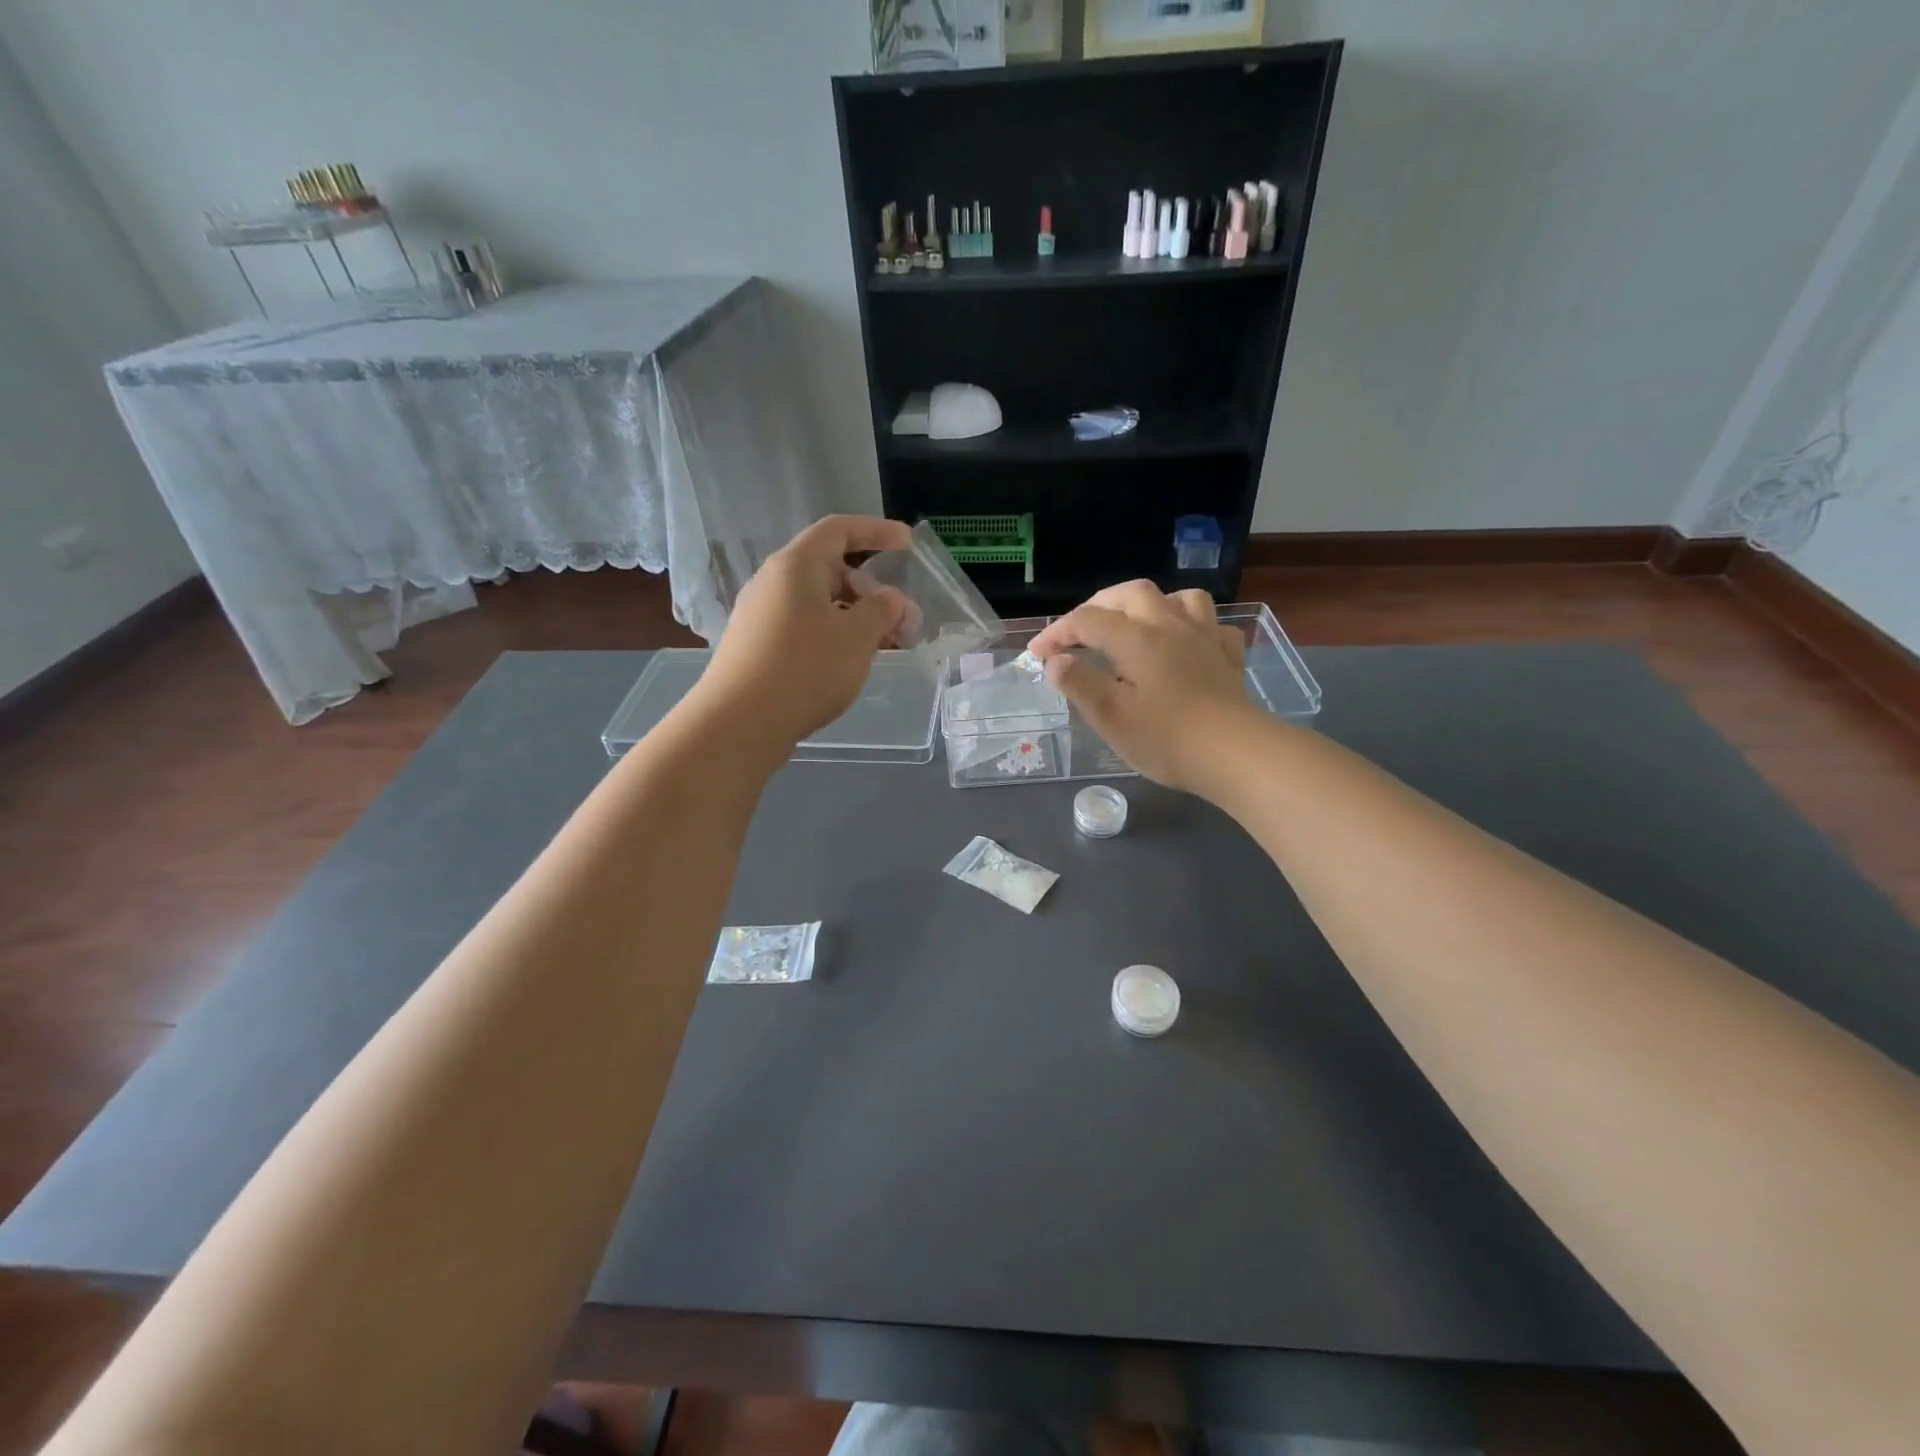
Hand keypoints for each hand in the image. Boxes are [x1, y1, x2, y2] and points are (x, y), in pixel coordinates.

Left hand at [697, 515, 912, 750]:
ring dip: (856, 617)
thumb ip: (882, 610)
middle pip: (830, 570)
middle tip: (904, 619)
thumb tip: (891, 599)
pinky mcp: (757, 647)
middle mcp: (773, 583)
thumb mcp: (856, 637)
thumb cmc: (804, 669)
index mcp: (795, 566)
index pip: (839, 530)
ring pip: (819, 604)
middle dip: (872, 589)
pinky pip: (804, 628)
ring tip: (884, 646)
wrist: (739, 724)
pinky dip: (834, 636)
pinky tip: (850, 663)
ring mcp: (761, 616)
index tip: (907, 544)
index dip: (876, 531)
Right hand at [1028, 580, 1251, 791]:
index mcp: (1136, 638)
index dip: (1057, 632)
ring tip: (1136, 625)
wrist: (1235, 754)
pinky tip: (1186, 645)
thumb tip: (1056, 660)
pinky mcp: (1228, 657)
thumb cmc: (1165, 738)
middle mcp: (1170, 625)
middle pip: (1131, 594)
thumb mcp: (1110, 716)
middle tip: (1079, 631)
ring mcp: (1204, 638)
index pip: (1087, 620)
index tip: (1037, 654)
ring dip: (1151, 604)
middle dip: (1099, 605)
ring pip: (1179, 598)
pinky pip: (1212, 626)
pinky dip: (1193, 628)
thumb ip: (1079, 683)